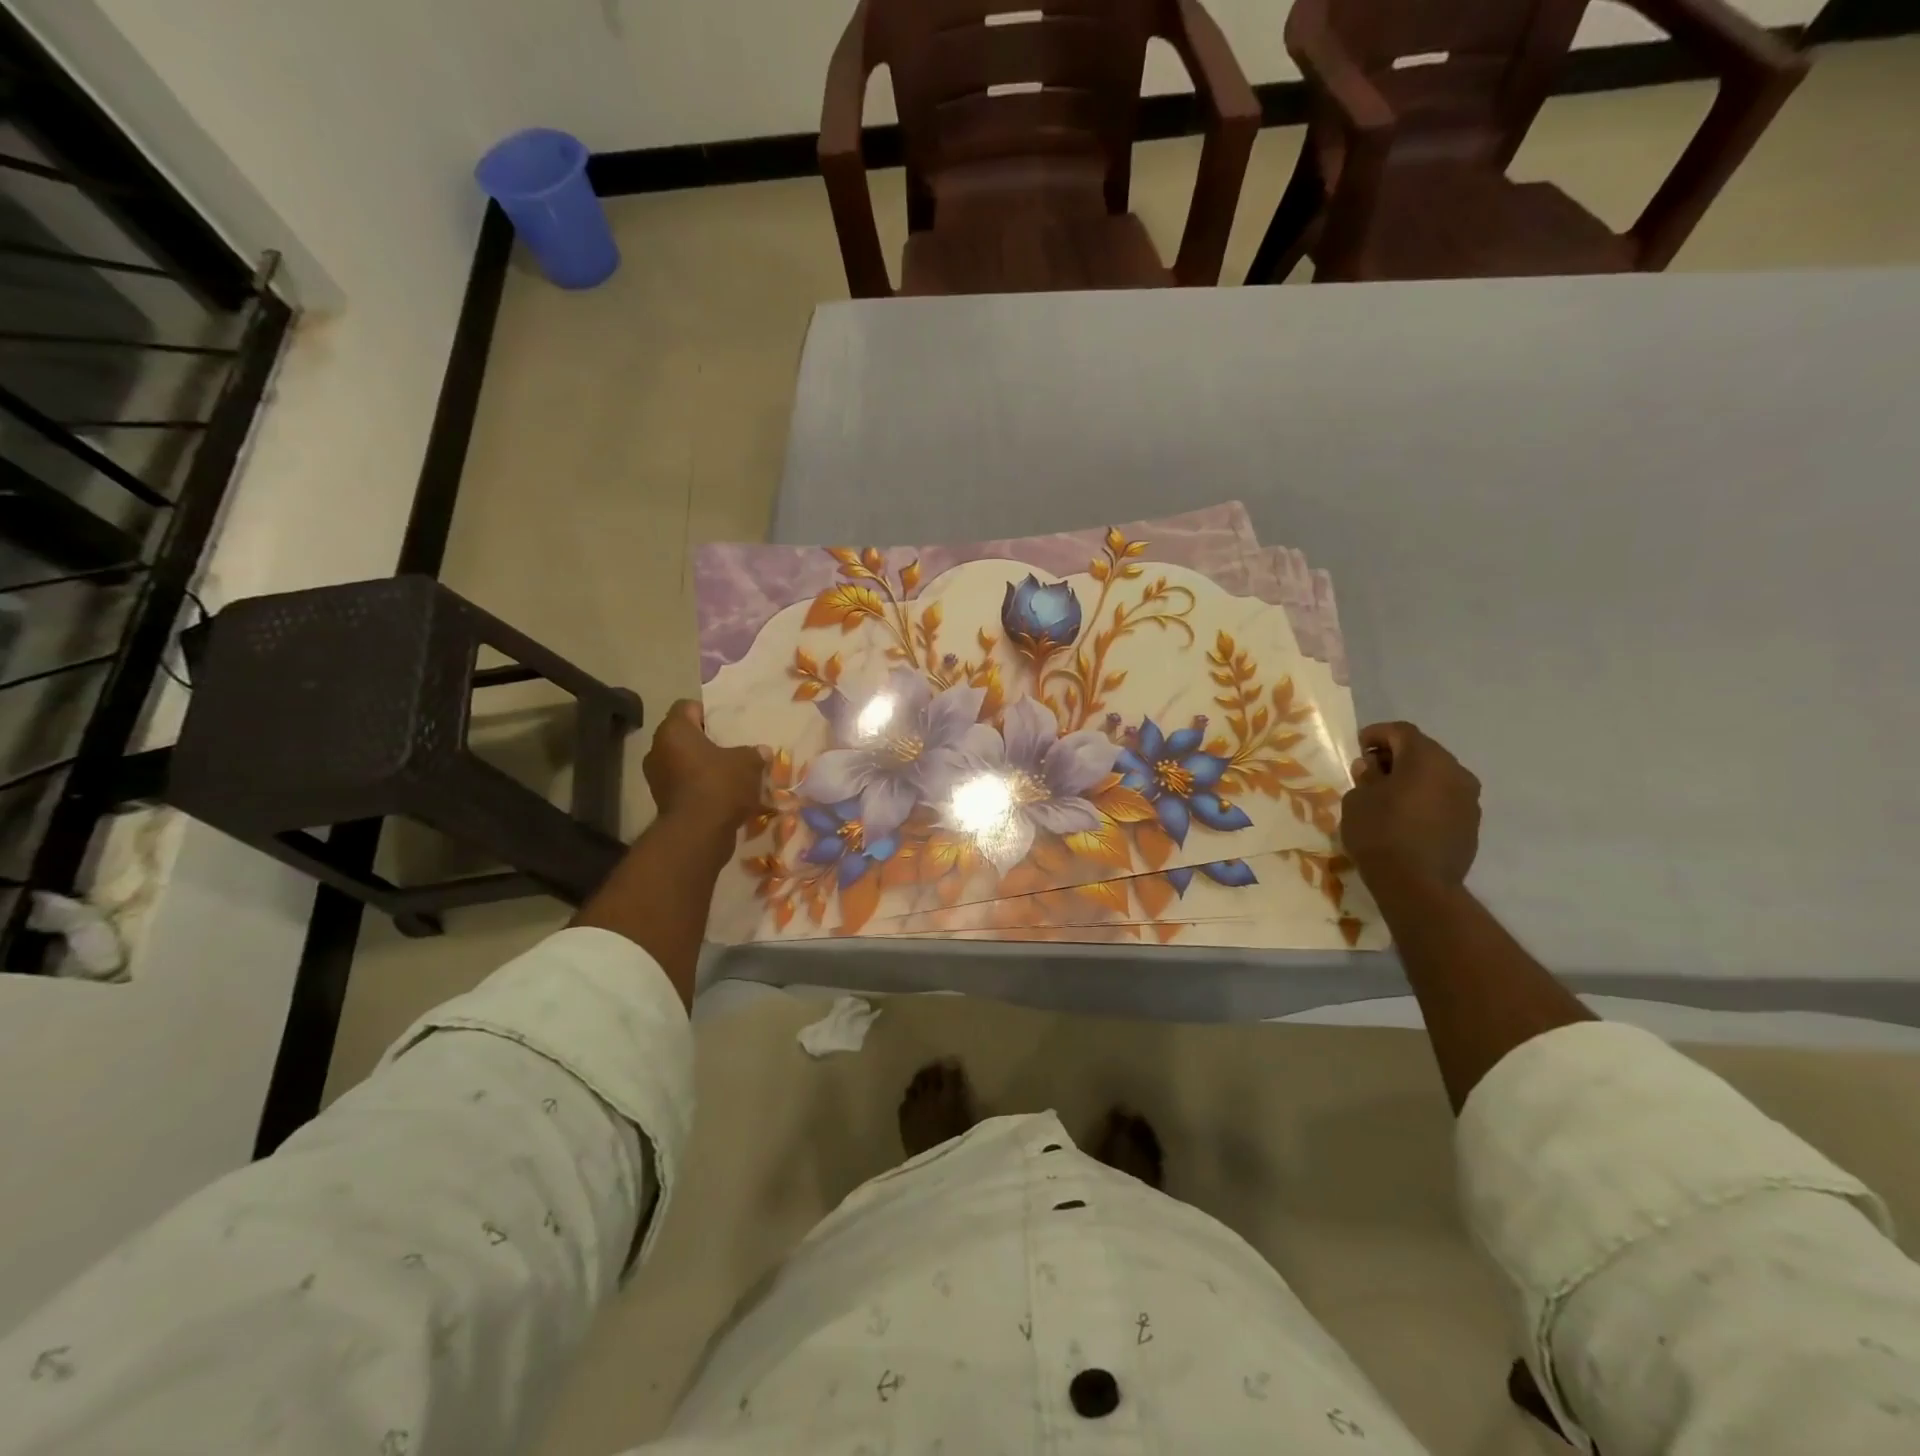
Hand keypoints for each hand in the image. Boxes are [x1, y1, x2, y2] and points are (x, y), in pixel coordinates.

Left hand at [642, 700, 766, 832]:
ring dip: (702, 766)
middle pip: (683, 736)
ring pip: (683, 762)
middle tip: (730, 746)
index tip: (726, 722)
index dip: (707, 711)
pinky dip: (699, 786)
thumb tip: (762, 751)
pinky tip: (722, 794)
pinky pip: (684, 785)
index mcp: (674, 731)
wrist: (698, 833)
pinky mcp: (662, 801)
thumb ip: (754, 753)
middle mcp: (657, 750)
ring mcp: (656, 778)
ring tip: (729, 772)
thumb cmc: (720, 785)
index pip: (686, 707)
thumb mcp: (748, 763)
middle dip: (706, 741)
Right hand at [1340, 721, 1480, 891]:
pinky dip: (1425, 799)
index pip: (1400, 731)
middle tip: (1370, 771)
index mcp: (1427, 758)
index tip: (1357, 747)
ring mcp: (1469, 799)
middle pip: (1423, 751)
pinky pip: (1445, 799)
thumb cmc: (1380, 833)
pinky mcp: (1471, 824)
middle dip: (1395, 756)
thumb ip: (1366, 777)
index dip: (1376, 734)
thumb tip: (1373, 769)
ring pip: (1437, 776)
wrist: (1417, 885)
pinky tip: (1406, 817)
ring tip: (1388, 796)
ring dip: (1413, 779)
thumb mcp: (1357, 799)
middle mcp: (1455, 771)